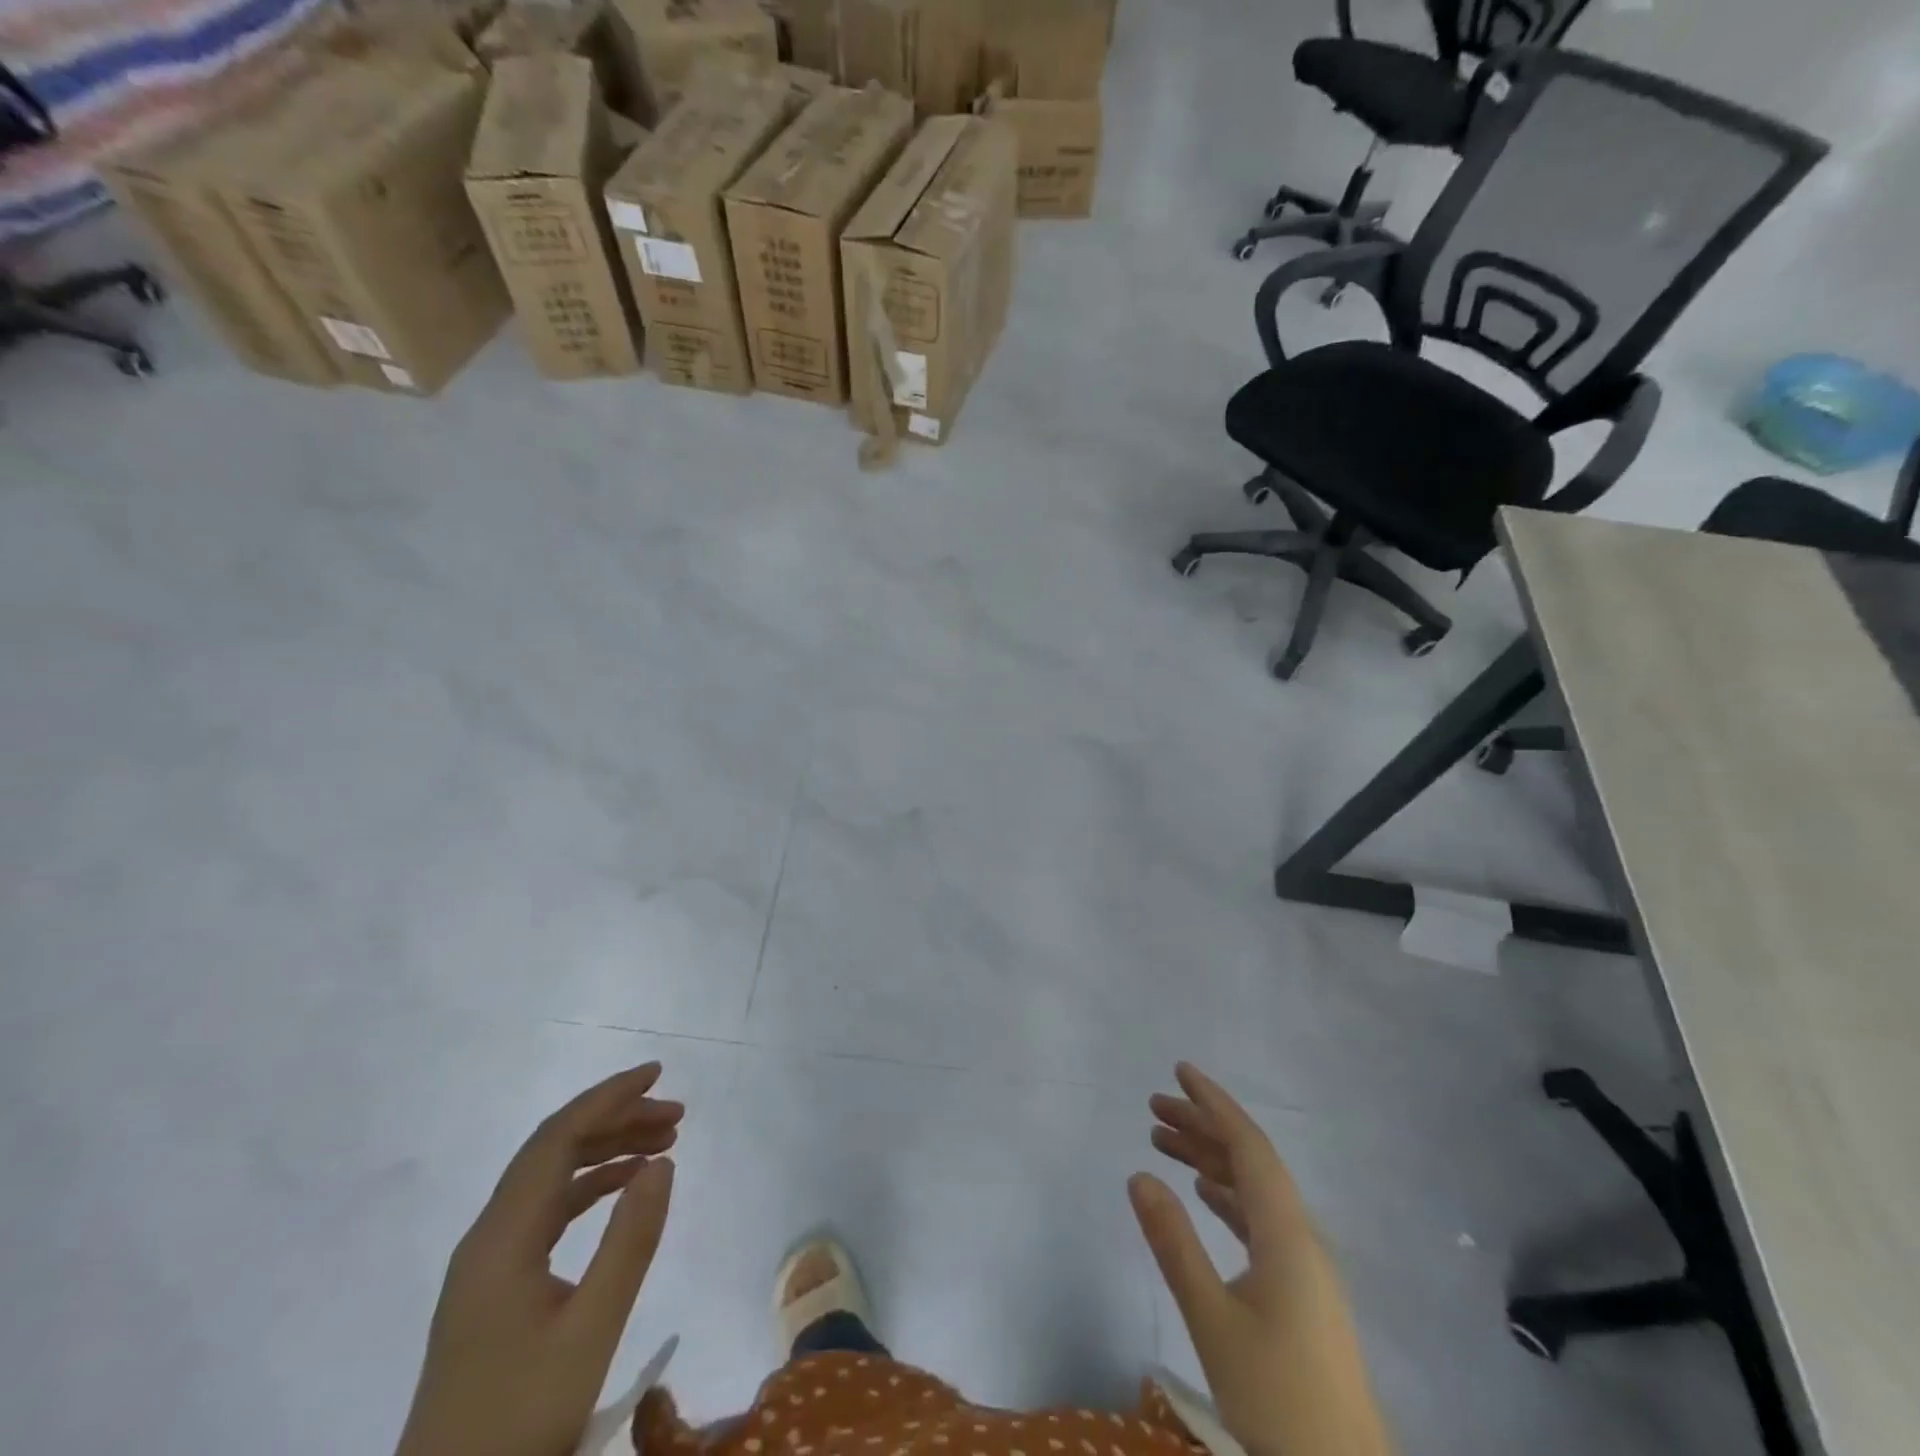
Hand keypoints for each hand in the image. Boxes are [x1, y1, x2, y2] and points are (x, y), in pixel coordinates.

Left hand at [395, 1062, 681, 1455]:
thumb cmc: (521, 1416)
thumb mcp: (591, 1330)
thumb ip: (630, 1241)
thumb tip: (663, 1161)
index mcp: (502, 1237)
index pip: (557, 1138)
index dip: (608, 1097)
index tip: (658, 1074)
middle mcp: (489, 1236)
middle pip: (553, 1150)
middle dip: (616, 1119)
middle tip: (676, 1116)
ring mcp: (488, 1263)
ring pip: (551, 1179)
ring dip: (605, 1151)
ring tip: (664, 1144)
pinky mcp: (496, 1288)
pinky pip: (547, 1211)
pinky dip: (590, 1187)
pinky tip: (624, 1188)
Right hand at [1128, 1064, 1391, 1455]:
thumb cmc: (1276, 1400)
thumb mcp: (1212, 1319)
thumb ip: (1174, 1243)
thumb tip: (1139, 1174)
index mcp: (1286, 1233)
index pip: (1248, 1146)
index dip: (1214, 1104)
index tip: (1179, 1072)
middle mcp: (1300, 1236)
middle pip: (1249, 1161)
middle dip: (1202, 1127)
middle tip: (1153, 1107)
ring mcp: (1304, 1265)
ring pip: (1252, 1190)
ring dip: (1209, 1160)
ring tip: (1161, 1141)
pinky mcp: (1300, 1292)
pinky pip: (1258, 1220)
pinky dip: (1226, 1196)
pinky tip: (1202, 1194)